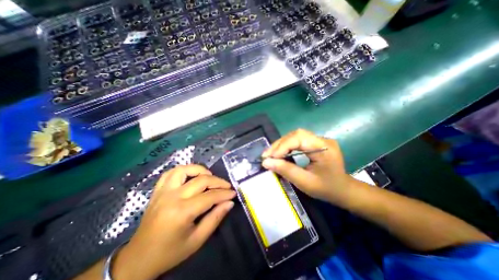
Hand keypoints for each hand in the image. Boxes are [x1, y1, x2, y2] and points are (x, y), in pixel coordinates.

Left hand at [113, 164, 235, 279]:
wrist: (139, 258)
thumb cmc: (171, 252)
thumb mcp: (197, 240)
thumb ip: (215, 218)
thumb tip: (229, 202)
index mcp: (182, 212)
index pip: (209, 196)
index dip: (224, 193)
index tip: (233, 193)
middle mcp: (172, 197)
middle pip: (201, 180)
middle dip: (218, 182)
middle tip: (227, 186)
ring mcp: (163, 191)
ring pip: (184, 170)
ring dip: (200, 170)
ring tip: (209, 177)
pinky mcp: (158, 190)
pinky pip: (171, 172)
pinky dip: (184, 170)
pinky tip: (191, 175)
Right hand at [263, 129, 352, 204]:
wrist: (343, 190)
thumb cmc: (326, 189)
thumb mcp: (305, 182)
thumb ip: (285, 170)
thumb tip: (266, 162)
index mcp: (324, 147)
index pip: (299, 138)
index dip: (282, 146)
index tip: (269, 157)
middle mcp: (322, 139)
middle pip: (295, 135)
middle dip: (279, 144)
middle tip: (266, 155)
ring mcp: (319, 140)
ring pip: (294, 136)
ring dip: (281, 145)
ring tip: (270, 154)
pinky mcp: (315, 143)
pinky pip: (297, 141)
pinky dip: (286, 146)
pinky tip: (280, 153)